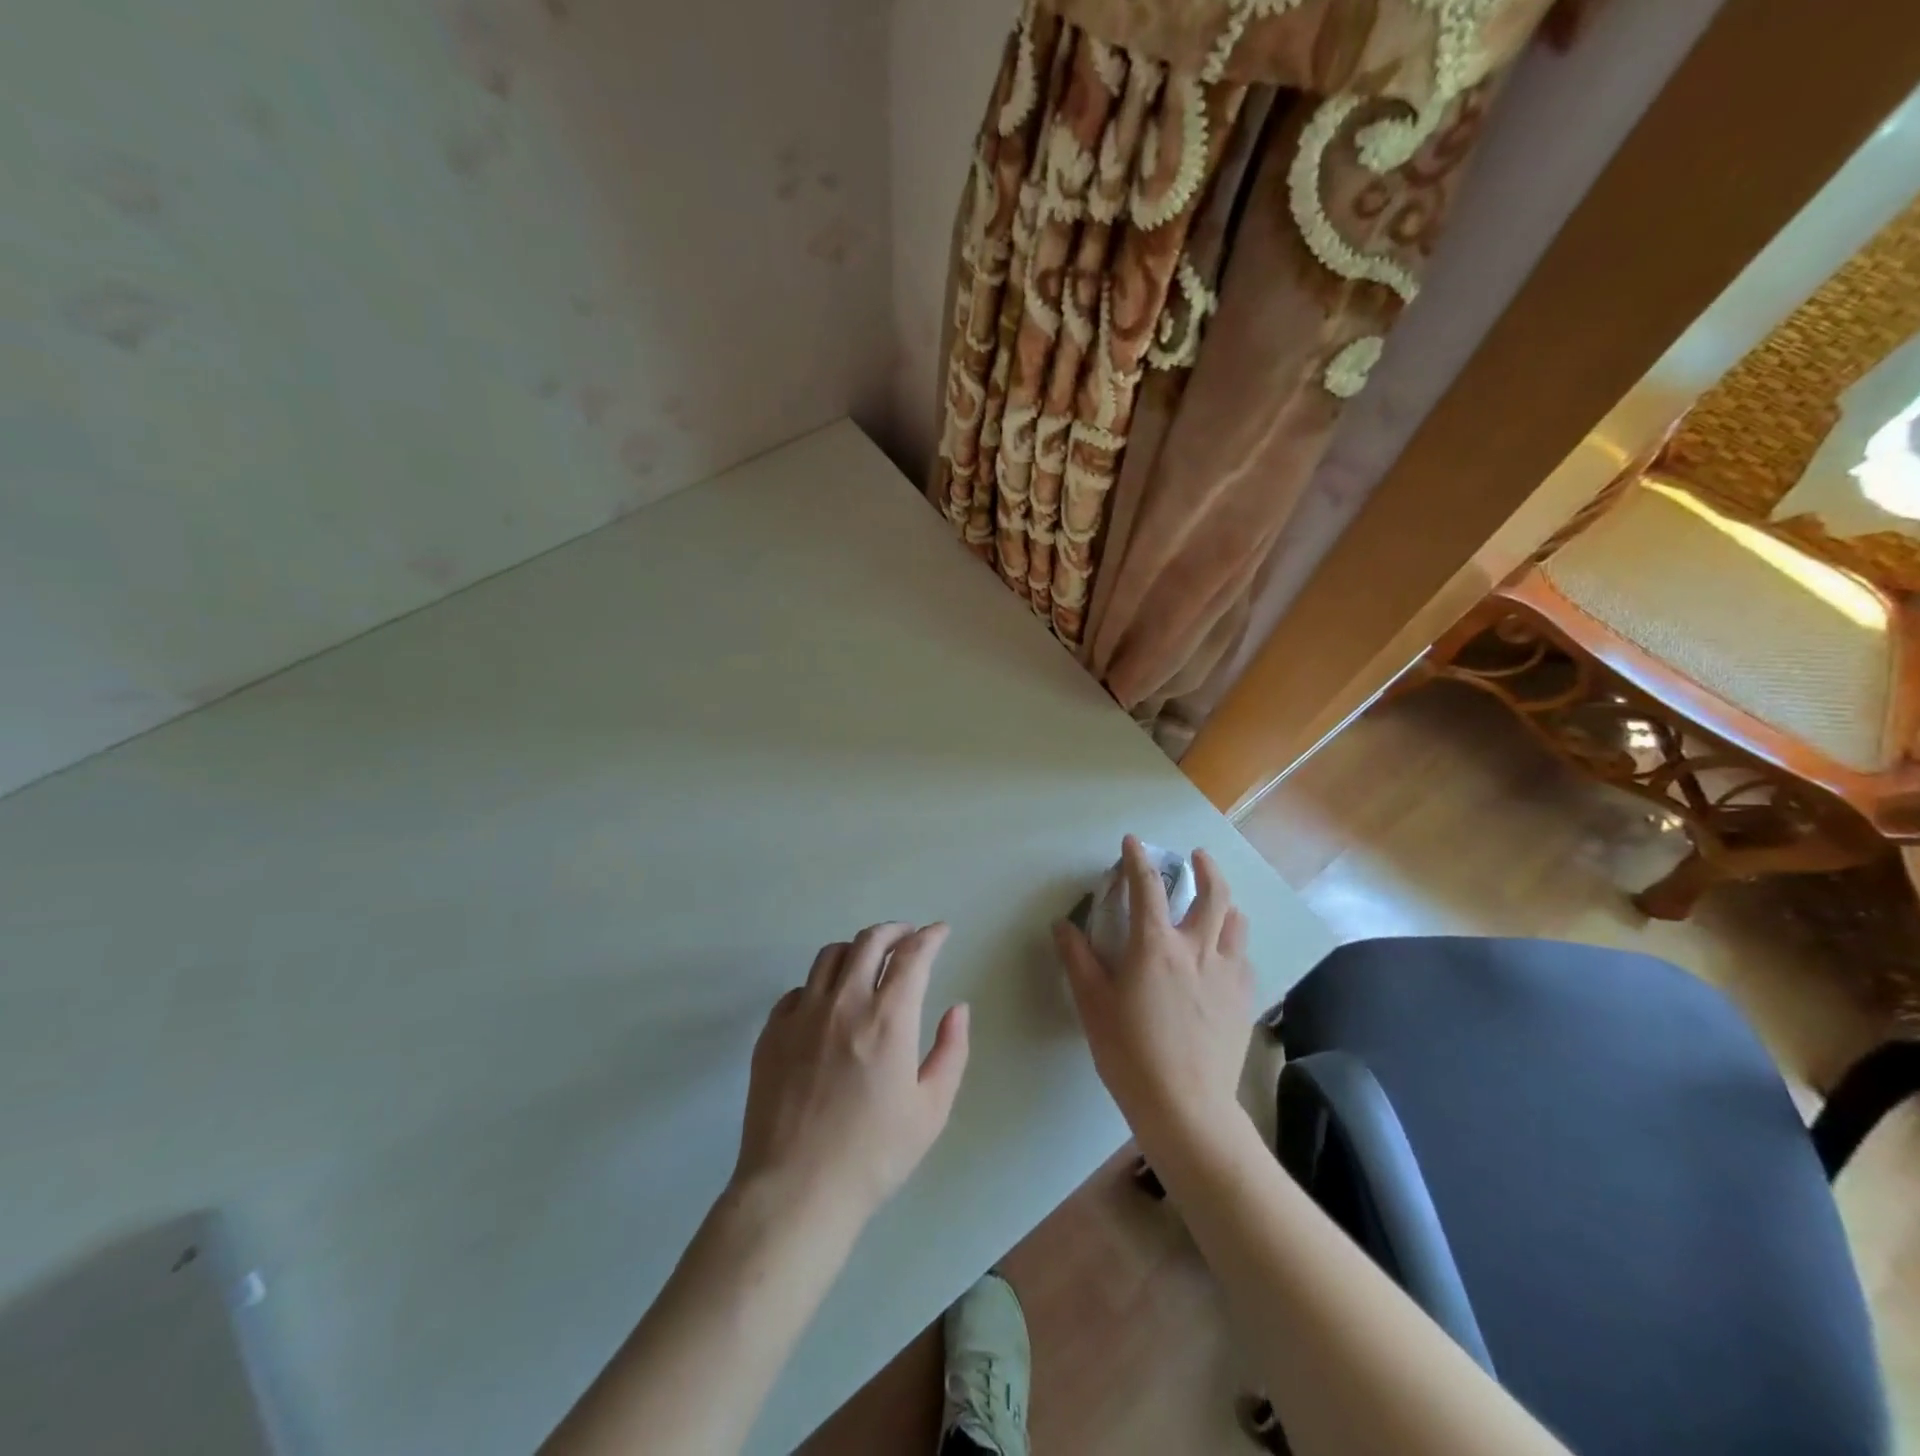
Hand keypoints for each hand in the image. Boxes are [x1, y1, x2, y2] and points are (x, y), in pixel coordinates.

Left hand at [733, 922, 969, 1227]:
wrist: (796, 1191)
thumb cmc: (874, 1155)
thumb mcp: (932, 1109)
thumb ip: (951, 1051)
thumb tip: (957, 1008)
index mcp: (888, 1019)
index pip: (913, 955)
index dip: (930, 936)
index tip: (940, 931)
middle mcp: (844, 1003)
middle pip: (869, 941)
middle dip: (895, 930)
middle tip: (908, 937)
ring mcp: (802, 1014)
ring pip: (830, 956)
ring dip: (857, 949)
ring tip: (869, 962)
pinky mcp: (772, 1032)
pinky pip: (798, 989)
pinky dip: (820, 985)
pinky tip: (828, 1003)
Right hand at [1054, 838, 1253, 1155]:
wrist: (1186, 1107)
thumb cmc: (1129, 1053)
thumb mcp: (1092, 1005)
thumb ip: (1078, 959)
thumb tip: (1063, 925)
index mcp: (1155, 947)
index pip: (1148, 887)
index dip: (1139, 859)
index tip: (1134, 842)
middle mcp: (1197, 950)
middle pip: (1213, 894)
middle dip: (1206, 868)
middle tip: (1198, 856)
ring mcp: (1226, 975)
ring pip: (1237, 923)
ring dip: (1227, 903)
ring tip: (1218, 902)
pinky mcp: (1244, 1000)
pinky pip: (1244, 958)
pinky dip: (1235, 944)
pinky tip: (1227, 955)